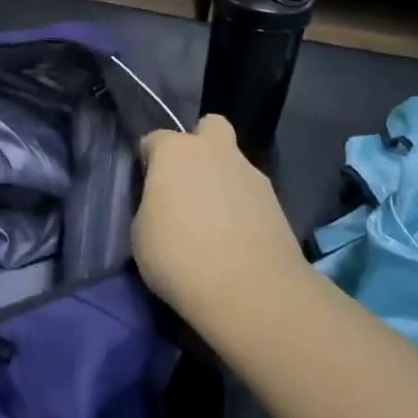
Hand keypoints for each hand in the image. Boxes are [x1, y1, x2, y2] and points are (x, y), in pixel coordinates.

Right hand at [133, 116, 306, 333]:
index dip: (149, 160)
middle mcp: (215, 150)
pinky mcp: (277, 201)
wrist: (250, 290)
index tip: (147, 186)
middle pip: (209, 127)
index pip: (155, 139)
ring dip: (223, 180)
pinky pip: (251, 194)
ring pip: (234, 163)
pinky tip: (237, 238)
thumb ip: (151, 206)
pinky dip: (243, 207)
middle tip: (189, 181)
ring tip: (216, 222)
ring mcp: (250, 173)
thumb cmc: (180, 256)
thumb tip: (164, 205)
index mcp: (175, 151)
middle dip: (200, 145)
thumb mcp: (141, 234)